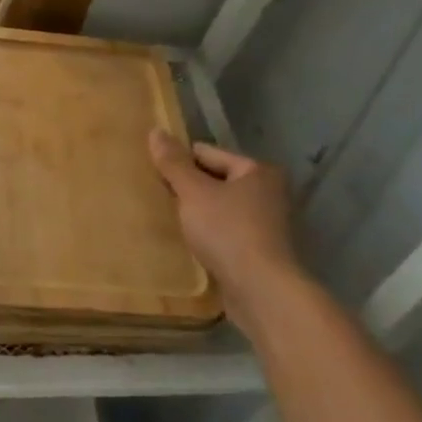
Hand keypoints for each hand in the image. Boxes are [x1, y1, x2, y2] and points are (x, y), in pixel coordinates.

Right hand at [148, 131, 298, 300]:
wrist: (261, 291)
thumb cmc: (228, 231)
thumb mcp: (193, 192)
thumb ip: (173, 163)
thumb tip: (156, 130)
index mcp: (257, 170)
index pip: (207, 153)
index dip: (179, 162)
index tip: (154, 174)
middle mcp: (267, 192)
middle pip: (215, 180)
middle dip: (188, 188)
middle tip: (158, 196)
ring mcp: (266, 224)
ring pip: (219, 208)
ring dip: (197, 213)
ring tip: (168, 218)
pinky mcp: (259, 252)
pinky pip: (224, 232)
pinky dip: (208, 234)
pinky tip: (188, 241)